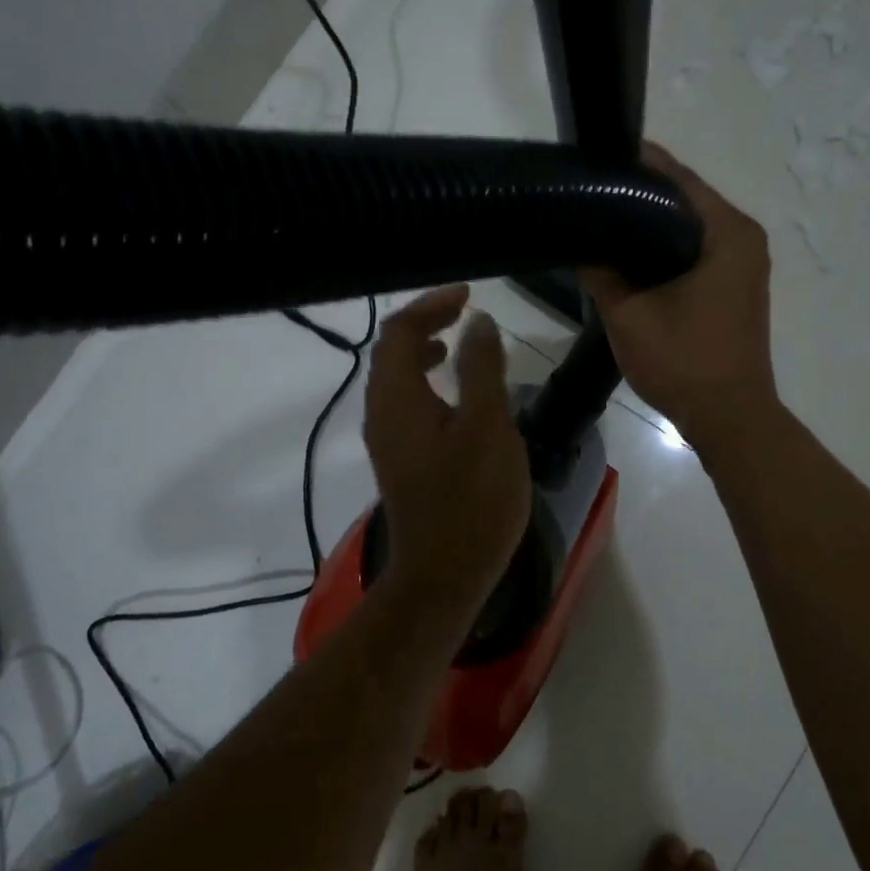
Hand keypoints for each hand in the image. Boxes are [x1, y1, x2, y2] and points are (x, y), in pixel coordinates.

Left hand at [364, 286, 531, 612]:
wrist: (444, 575)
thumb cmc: (471, 500)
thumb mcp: (487, 427)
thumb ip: (481, 369)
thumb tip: (477, 323)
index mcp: (396, 399)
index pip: (398, 332)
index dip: (429, 305)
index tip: (468, 295)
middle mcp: (381, 414)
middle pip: (390, 351)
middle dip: (424, 322)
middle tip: (463, 312)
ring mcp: (387, 440)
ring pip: (395, 379)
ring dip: (421, 351)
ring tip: (455, 343)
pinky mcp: (400, 460)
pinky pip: (404, 403)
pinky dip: (424, 382)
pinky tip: (454, 395)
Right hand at [582, 144, 777, 449]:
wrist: (729, 417)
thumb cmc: (684, 361)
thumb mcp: (629, 314)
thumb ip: (600, 271)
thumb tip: (578, 243)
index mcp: (727, 231)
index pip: (677, 178)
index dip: (635, 164)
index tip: (594, 159)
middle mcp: (743, 237)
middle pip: (684, 199)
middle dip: (639, 193)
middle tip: (590, 191)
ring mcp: (743, 263)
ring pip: (688, 227)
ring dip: (650, 223)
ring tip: (602, 220)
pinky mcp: (735, 286)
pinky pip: (695, 251)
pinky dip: (664, 248)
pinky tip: (629, 257)